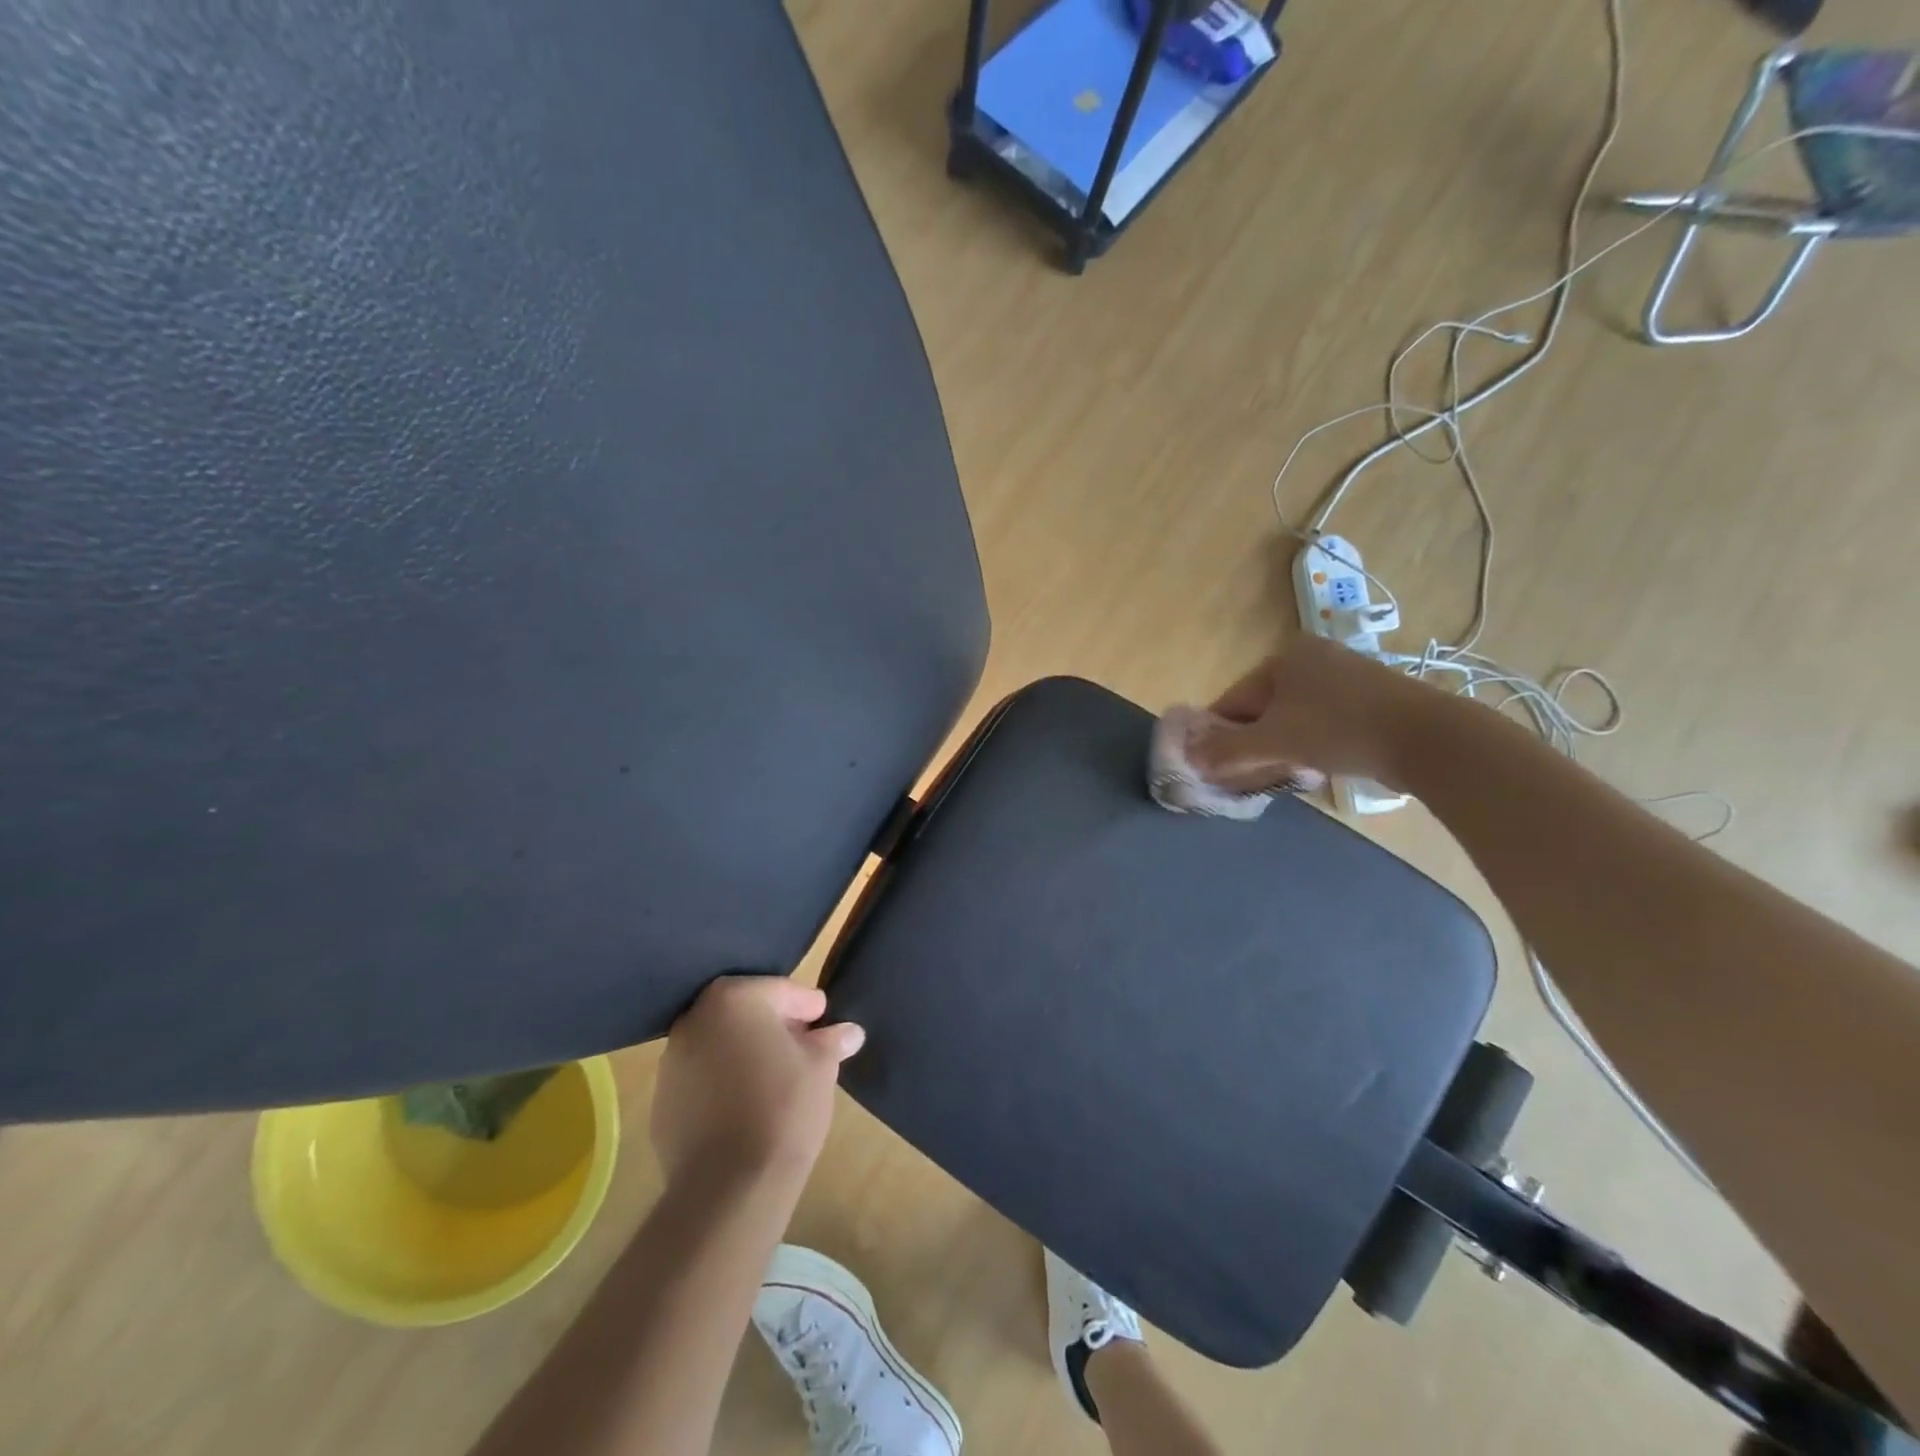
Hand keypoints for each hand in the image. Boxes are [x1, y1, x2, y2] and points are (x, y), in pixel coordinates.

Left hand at [650, 976, 864, 1195]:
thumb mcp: (822, 1066)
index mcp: (733, 999)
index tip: (825, 1025)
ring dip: (745, 1055)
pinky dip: (722, 1085)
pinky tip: (746, 1109)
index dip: (808, 1008)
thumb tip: (850, 1032)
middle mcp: (695, 1020)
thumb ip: (832, 1041)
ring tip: (776, 1082)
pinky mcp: (662, 1104)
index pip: (780, 991)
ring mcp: (672, 1063)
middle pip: (745, 1013)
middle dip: (774, 1027)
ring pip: (719, 1046)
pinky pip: (701, 1081)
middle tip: (804, 1049)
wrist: (729, 1186)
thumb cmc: (783, 1108)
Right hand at [1187, 634, 1430, 792]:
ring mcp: (1343, 674)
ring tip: (1284, 773)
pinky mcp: (1369, 697)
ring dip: (1280, 746)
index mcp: (1282, 658)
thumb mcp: (1274, 742)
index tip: (1216, 767)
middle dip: (1252, 743)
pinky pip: (1322, 720)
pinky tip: (1316, 763)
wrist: (1427, 737)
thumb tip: (1187, 756)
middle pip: (1262, 708)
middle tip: (1250, 776)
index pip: (1233, 700)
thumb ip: (1226, 750)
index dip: (1220, 735)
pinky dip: (1310, 741)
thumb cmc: (1339, 730)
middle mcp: (1310, 657)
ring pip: (1292, 716)